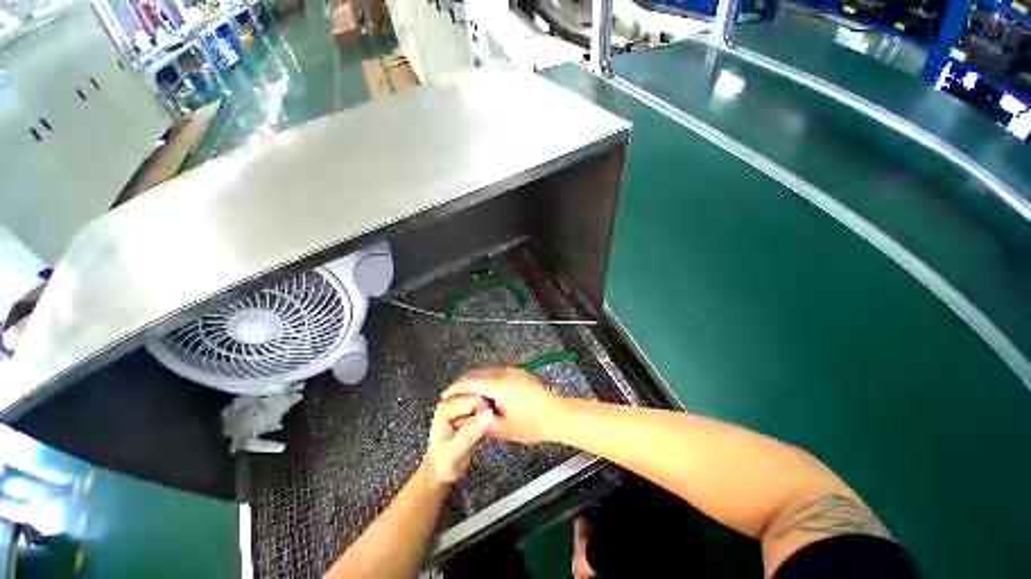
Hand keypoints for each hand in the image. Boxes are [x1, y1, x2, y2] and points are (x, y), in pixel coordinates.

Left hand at [421, 394, 493, 486]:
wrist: (438, 472)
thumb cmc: (444, 465)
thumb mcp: (455, 453)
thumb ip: (470, 434)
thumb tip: (489, 414)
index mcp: (446, 407)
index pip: (477, 399)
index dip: (485, 413)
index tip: (484, 429)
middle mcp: (451, 400)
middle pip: (481, 397)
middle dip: (485, 413)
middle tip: (481, 431)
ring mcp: (458, 403)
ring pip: (484, 400)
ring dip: (486, 415)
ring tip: (480, 431)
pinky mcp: (464, 408)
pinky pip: (483, 406)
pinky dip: (485, 417)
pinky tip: (481, 428)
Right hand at [441, 367, 566, 443]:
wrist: (558, 415)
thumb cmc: (531, 425)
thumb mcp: (504, 429)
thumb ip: (480, 422)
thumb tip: (462, 418)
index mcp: (499, 384)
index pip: (471, 381)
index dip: (456, 388)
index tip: (444, 396)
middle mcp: (505, 372)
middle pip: (478, 372)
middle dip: (463, 382)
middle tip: (452, 395)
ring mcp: (514, 370)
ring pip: (487, 370)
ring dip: (474, 379)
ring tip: (465, 394)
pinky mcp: (519, 372)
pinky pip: (496, 372)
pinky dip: (486, 378)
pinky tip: (484, 391)